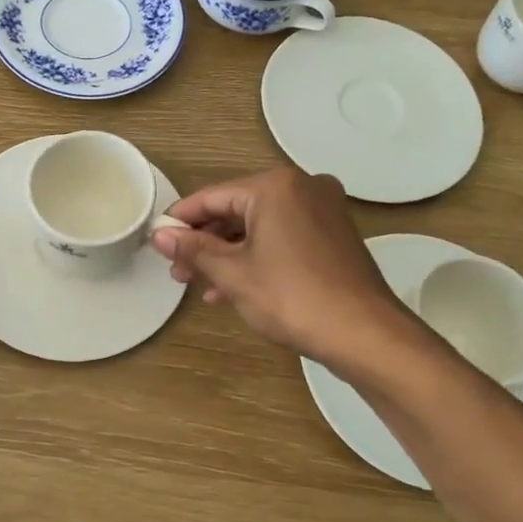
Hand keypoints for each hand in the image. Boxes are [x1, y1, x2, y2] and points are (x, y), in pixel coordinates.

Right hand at [153, 167, 408, 366]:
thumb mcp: (233, 273)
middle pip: (237, 209)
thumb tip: (158, 234)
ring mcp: (323, 210)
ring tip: (199, 283)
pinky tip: (232, 287)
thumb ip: (193, 249)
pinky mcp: (333, 235)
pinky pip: (282, 237)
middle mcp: (302, 187)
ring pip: (259, 226)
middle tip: (177, 270)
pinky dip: (256, 256)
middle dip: (205, 241)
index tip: (156, 240)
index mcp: (276, 186)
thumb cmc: (293, 297)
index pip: (213, 196)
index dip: (181, 219)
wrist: (365, 335)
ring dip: (228, 253)